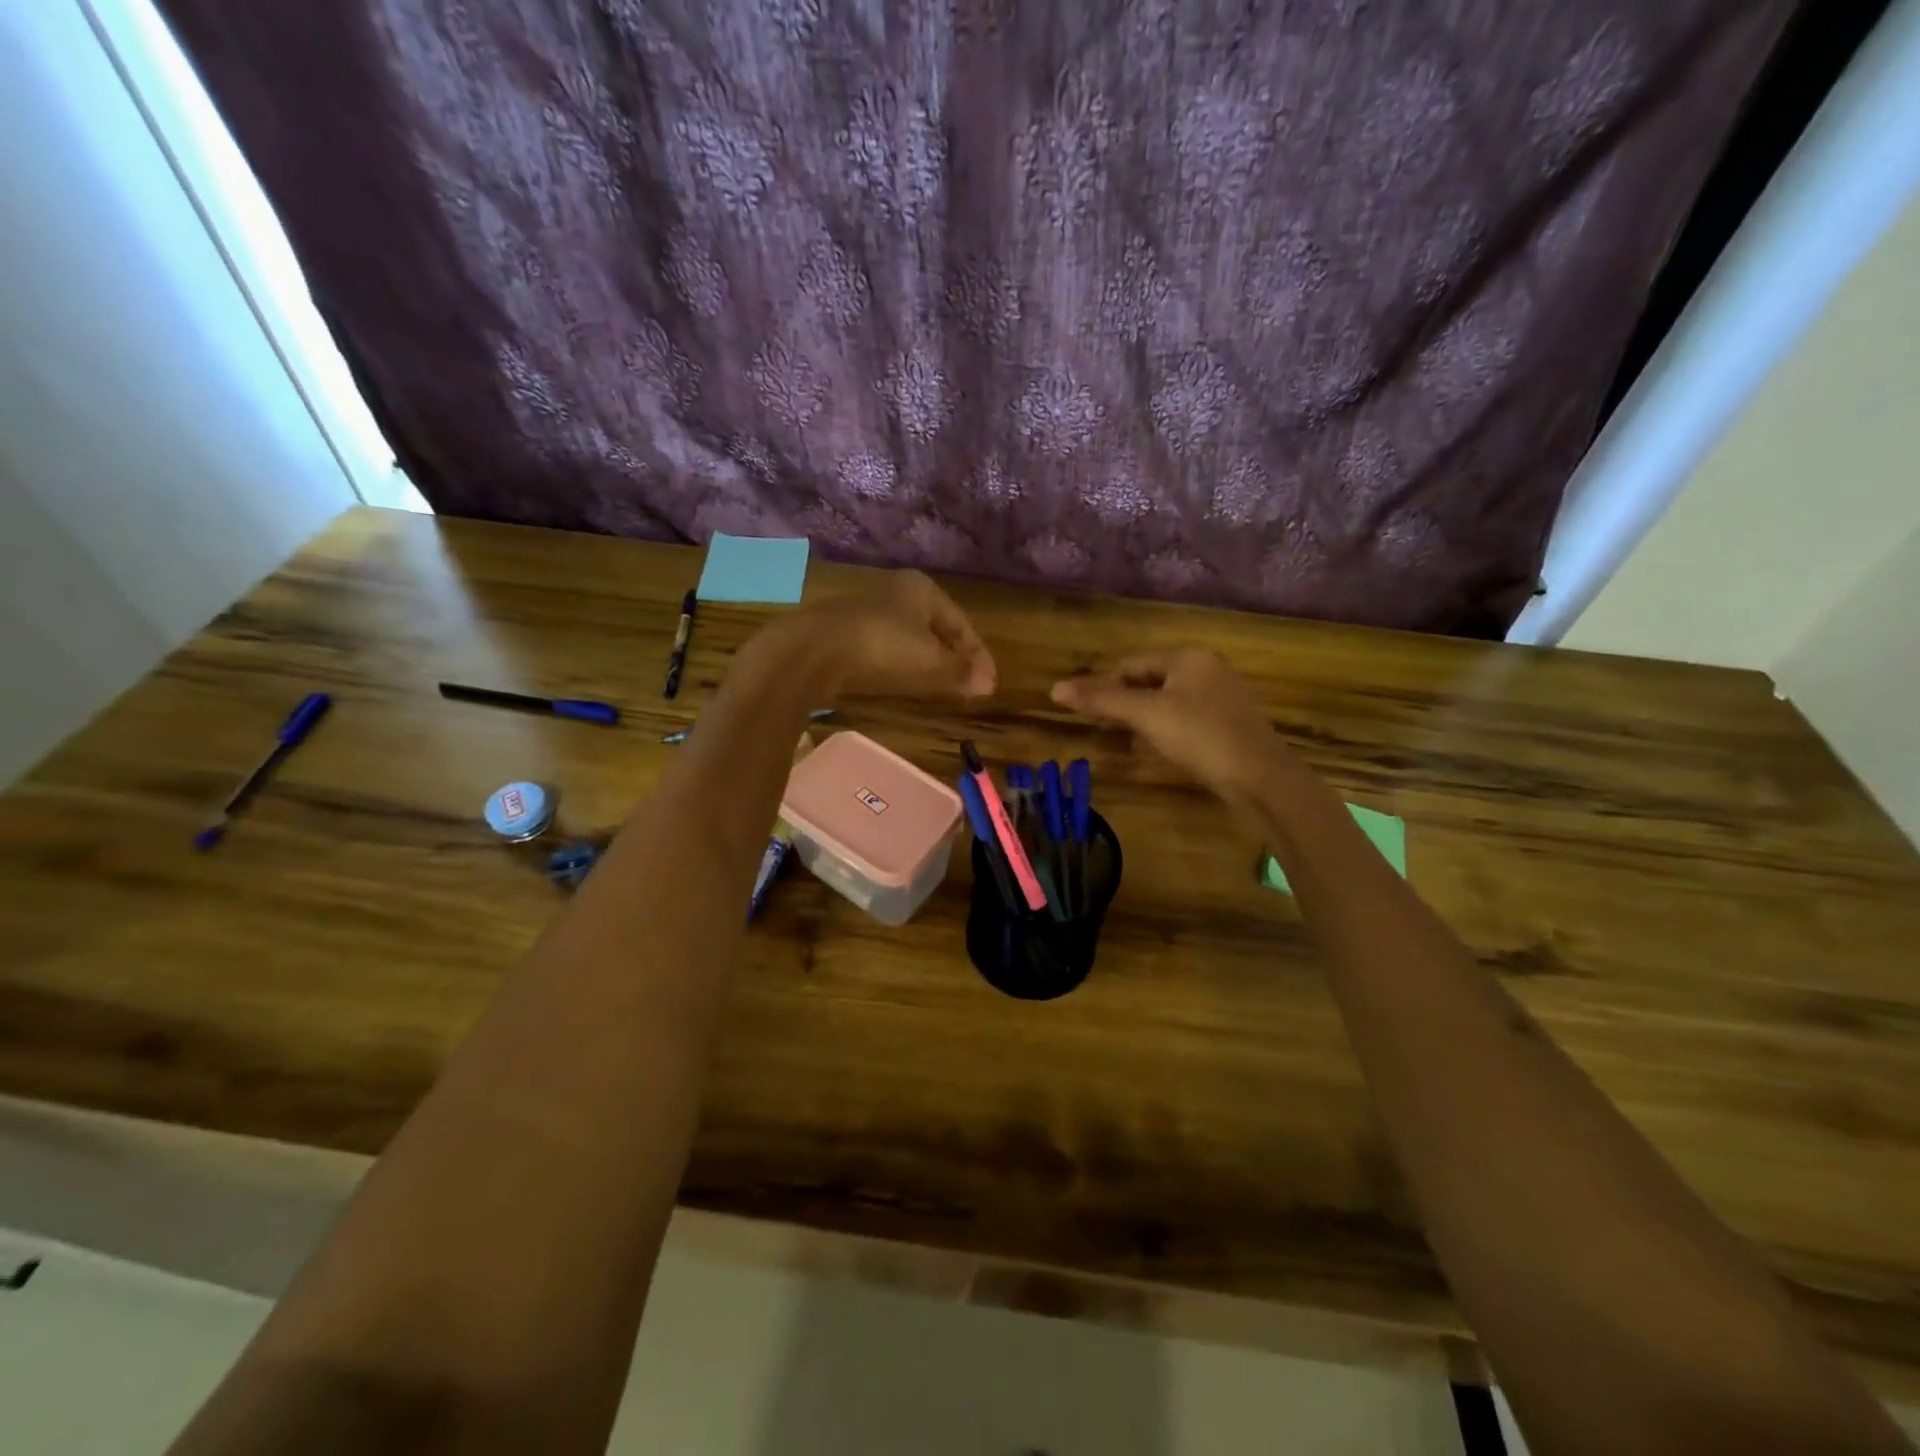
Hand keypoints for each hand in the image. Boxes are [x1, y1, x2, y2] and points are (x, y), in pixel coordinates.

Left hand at [768, 570, 996, 700]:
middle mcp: (894, 594)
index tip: (989, 683)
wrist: (812, 653)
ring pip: (908, 639)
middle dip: (952, 656)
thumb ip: (960, 673)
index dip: (977, 655)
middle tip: (967, 683)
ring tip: (938, 687)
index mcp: (921, 590)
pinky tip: (901, 684)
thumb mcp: (931, 663)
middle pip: (934, 629)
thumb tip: (988, 684)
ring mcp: (865, 613)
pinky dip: (899, 666)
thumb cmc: (882, 648)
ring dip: (925, 662)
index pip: (961, 624)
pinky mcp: (842, 636)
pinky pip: (883, 651)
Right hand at [1050, 648, 1288, 801]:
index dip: (1105, 686)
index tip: (1087, 713)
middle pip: (1150, 681)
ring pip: (1168, 701)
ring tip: (1125, 741)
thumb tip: (1054, 688)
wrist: (1260, 777)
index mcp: (1188, 657)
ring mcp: (1222, 696)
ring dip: (1143, 719)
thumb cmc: (1200, 736)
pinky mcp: (1229, 723)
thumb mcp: (1146, 715)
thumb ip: (1102, 699)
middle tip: (1102, 729)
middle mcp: (1207, 669)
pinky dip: (1166, 730)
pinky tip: (1157, 750)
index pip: (1132, 664)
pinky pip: (1186, 718)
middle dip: (1124, 703)